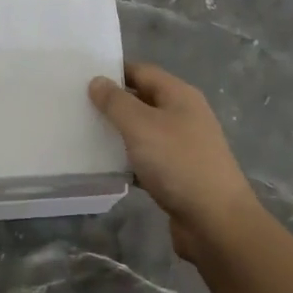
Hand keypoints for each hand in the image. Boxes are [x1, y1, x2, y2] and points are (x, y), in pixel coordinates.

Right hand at [89, 62, 260, 258]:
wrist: (216, 221)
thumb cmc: (178, 163)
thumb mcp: (141, 126)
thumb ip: (116, 102)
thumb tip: (97, 80)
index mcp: (179, 96)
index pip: (141, 71)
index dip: (113, 71)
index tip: (81, 77)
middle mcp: (183, 116)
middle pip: (142, 100)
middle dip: (112, 103)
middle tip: (76, 105)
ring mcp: (182, 146)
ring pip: (142, 131)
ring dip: (117, 133)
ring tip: (83, 133)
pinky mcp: (177, 174)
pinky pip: (146, 159)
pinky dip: (127, 160)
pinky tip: (104, 166)